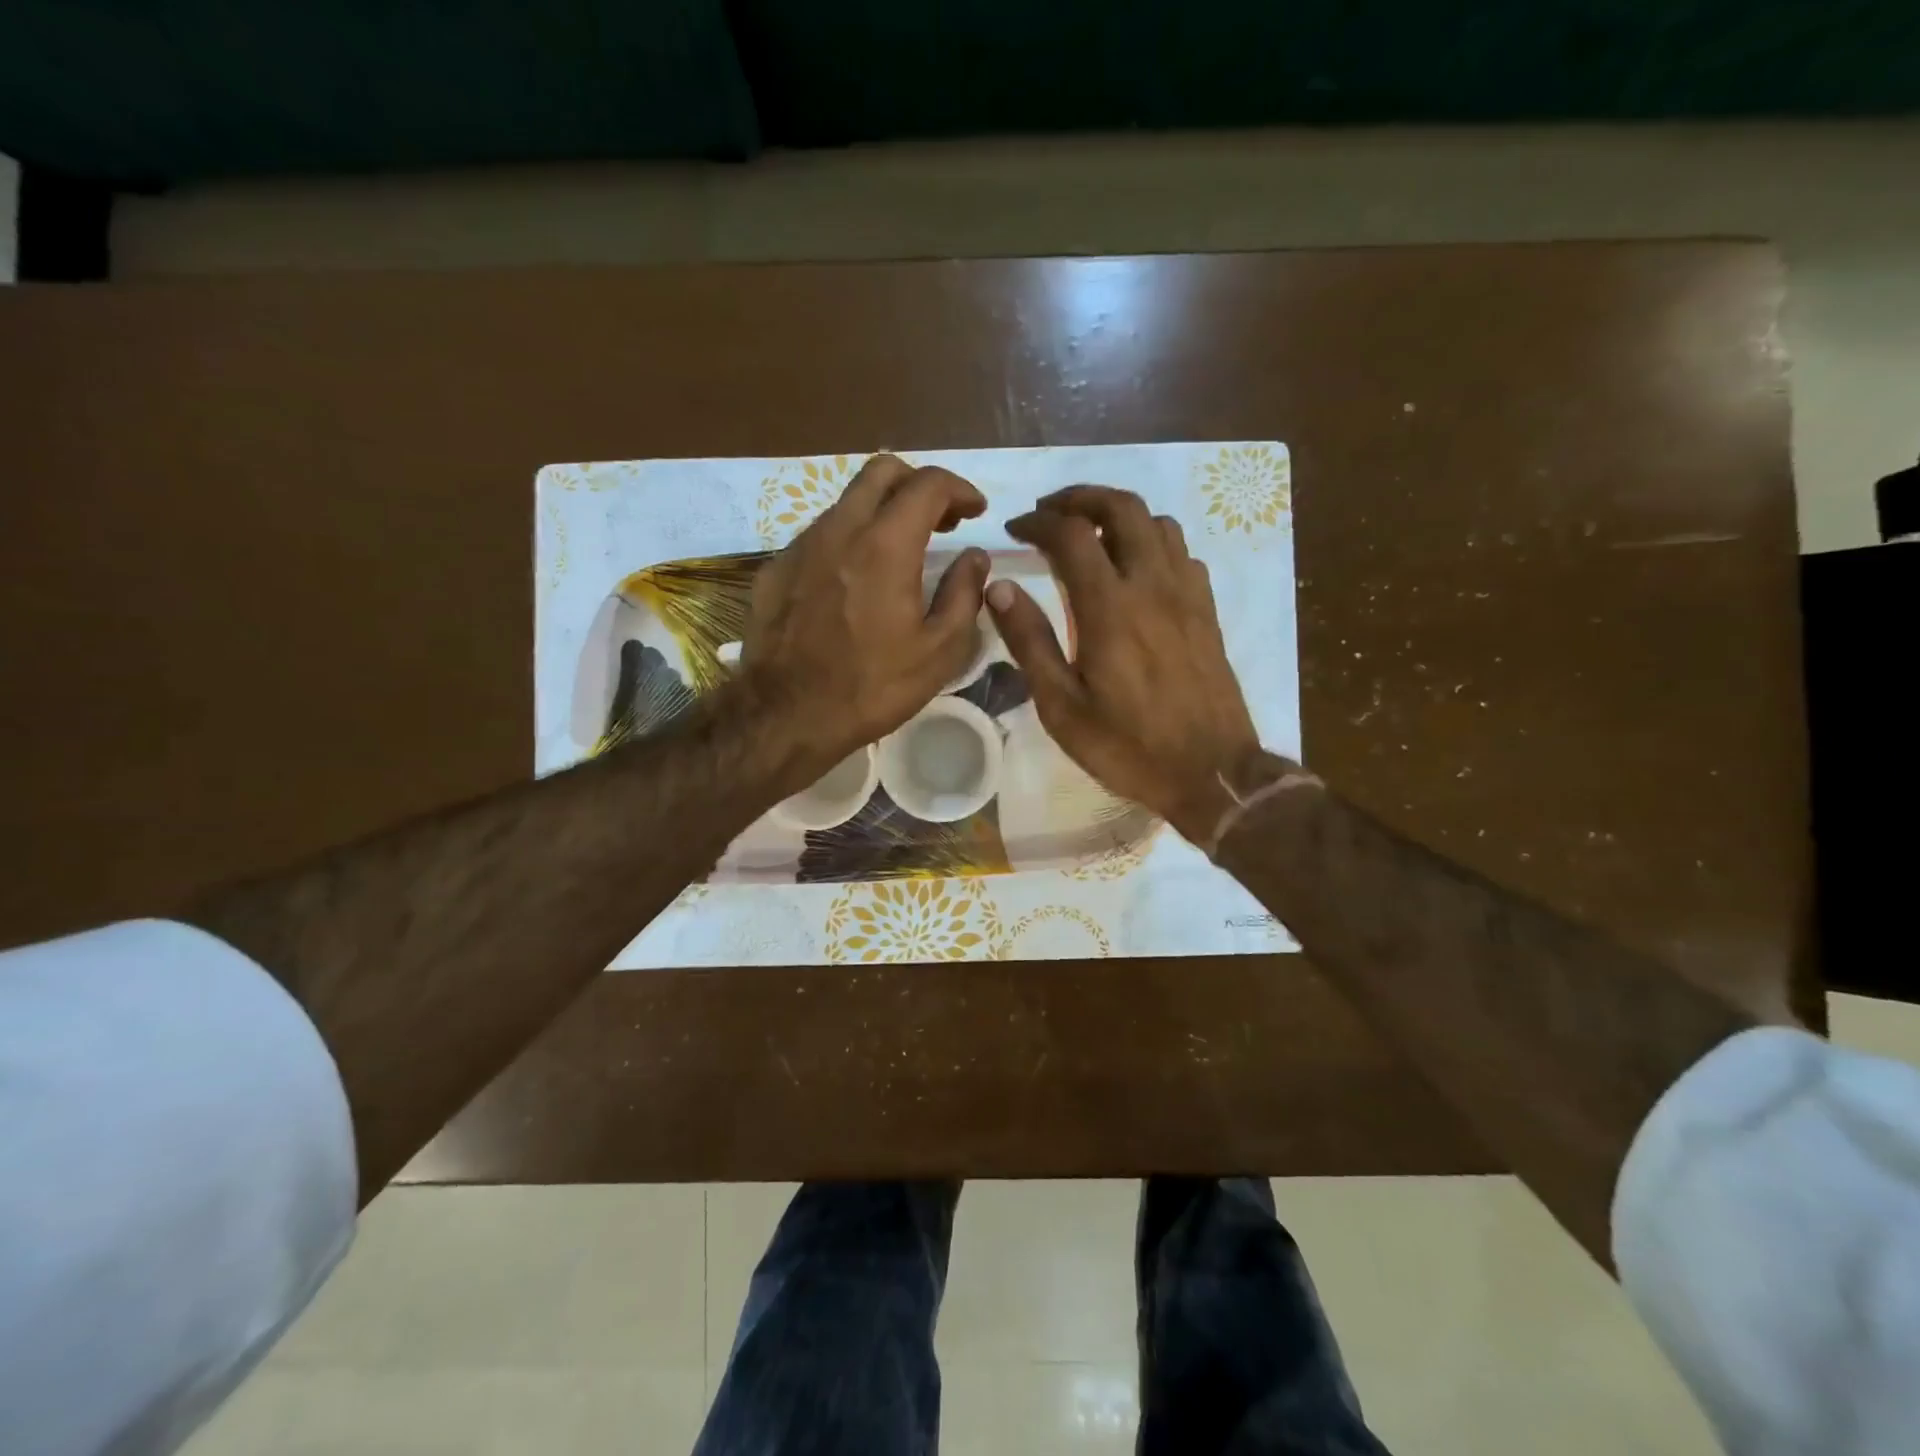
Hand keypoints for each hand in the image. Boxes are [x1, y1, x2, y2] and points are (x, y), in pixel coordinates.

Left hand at [740, 454, 989, 770]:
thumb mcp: (940, 651)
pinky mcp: (775, 569)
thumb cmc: (872, 687)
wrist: (786, 716)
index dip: (960, 488)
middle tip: (941, 520)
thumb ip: (964, 594)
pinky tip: (855, 580)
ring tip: (901, 551)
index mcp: (886, 545)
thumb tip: (974, 557)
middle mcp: (840, 529)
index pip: (928, 484)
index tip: (976, 511)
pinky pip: (819, 535)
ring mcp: (800, 546)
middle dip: (919, 484)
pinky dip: (848, 540)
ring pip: (847, 501)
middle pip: (882, 471)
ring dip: (882, 511)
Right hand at [988, 485, 1261, 842]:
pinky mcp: (1207, 611)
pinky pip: (1182, 553)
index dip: (1038, 522)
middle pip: (1122, 507)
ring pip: (1158, 523)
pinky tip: (1137, 571)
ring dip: (1120, 515)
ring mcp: (1187, 595)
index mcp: (1109, 608)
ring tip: (1092, 535)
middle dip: (1080, 497)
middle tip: (1051, 512)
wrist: (1212, 773)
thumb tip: (999, 587)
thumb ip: (1030, 642)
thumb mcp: (1062, 706)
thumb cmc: (1128, 747)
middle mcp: (1152, 586)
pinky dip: (1153, 543)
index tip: (1016, 529)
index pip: (1071, 534)